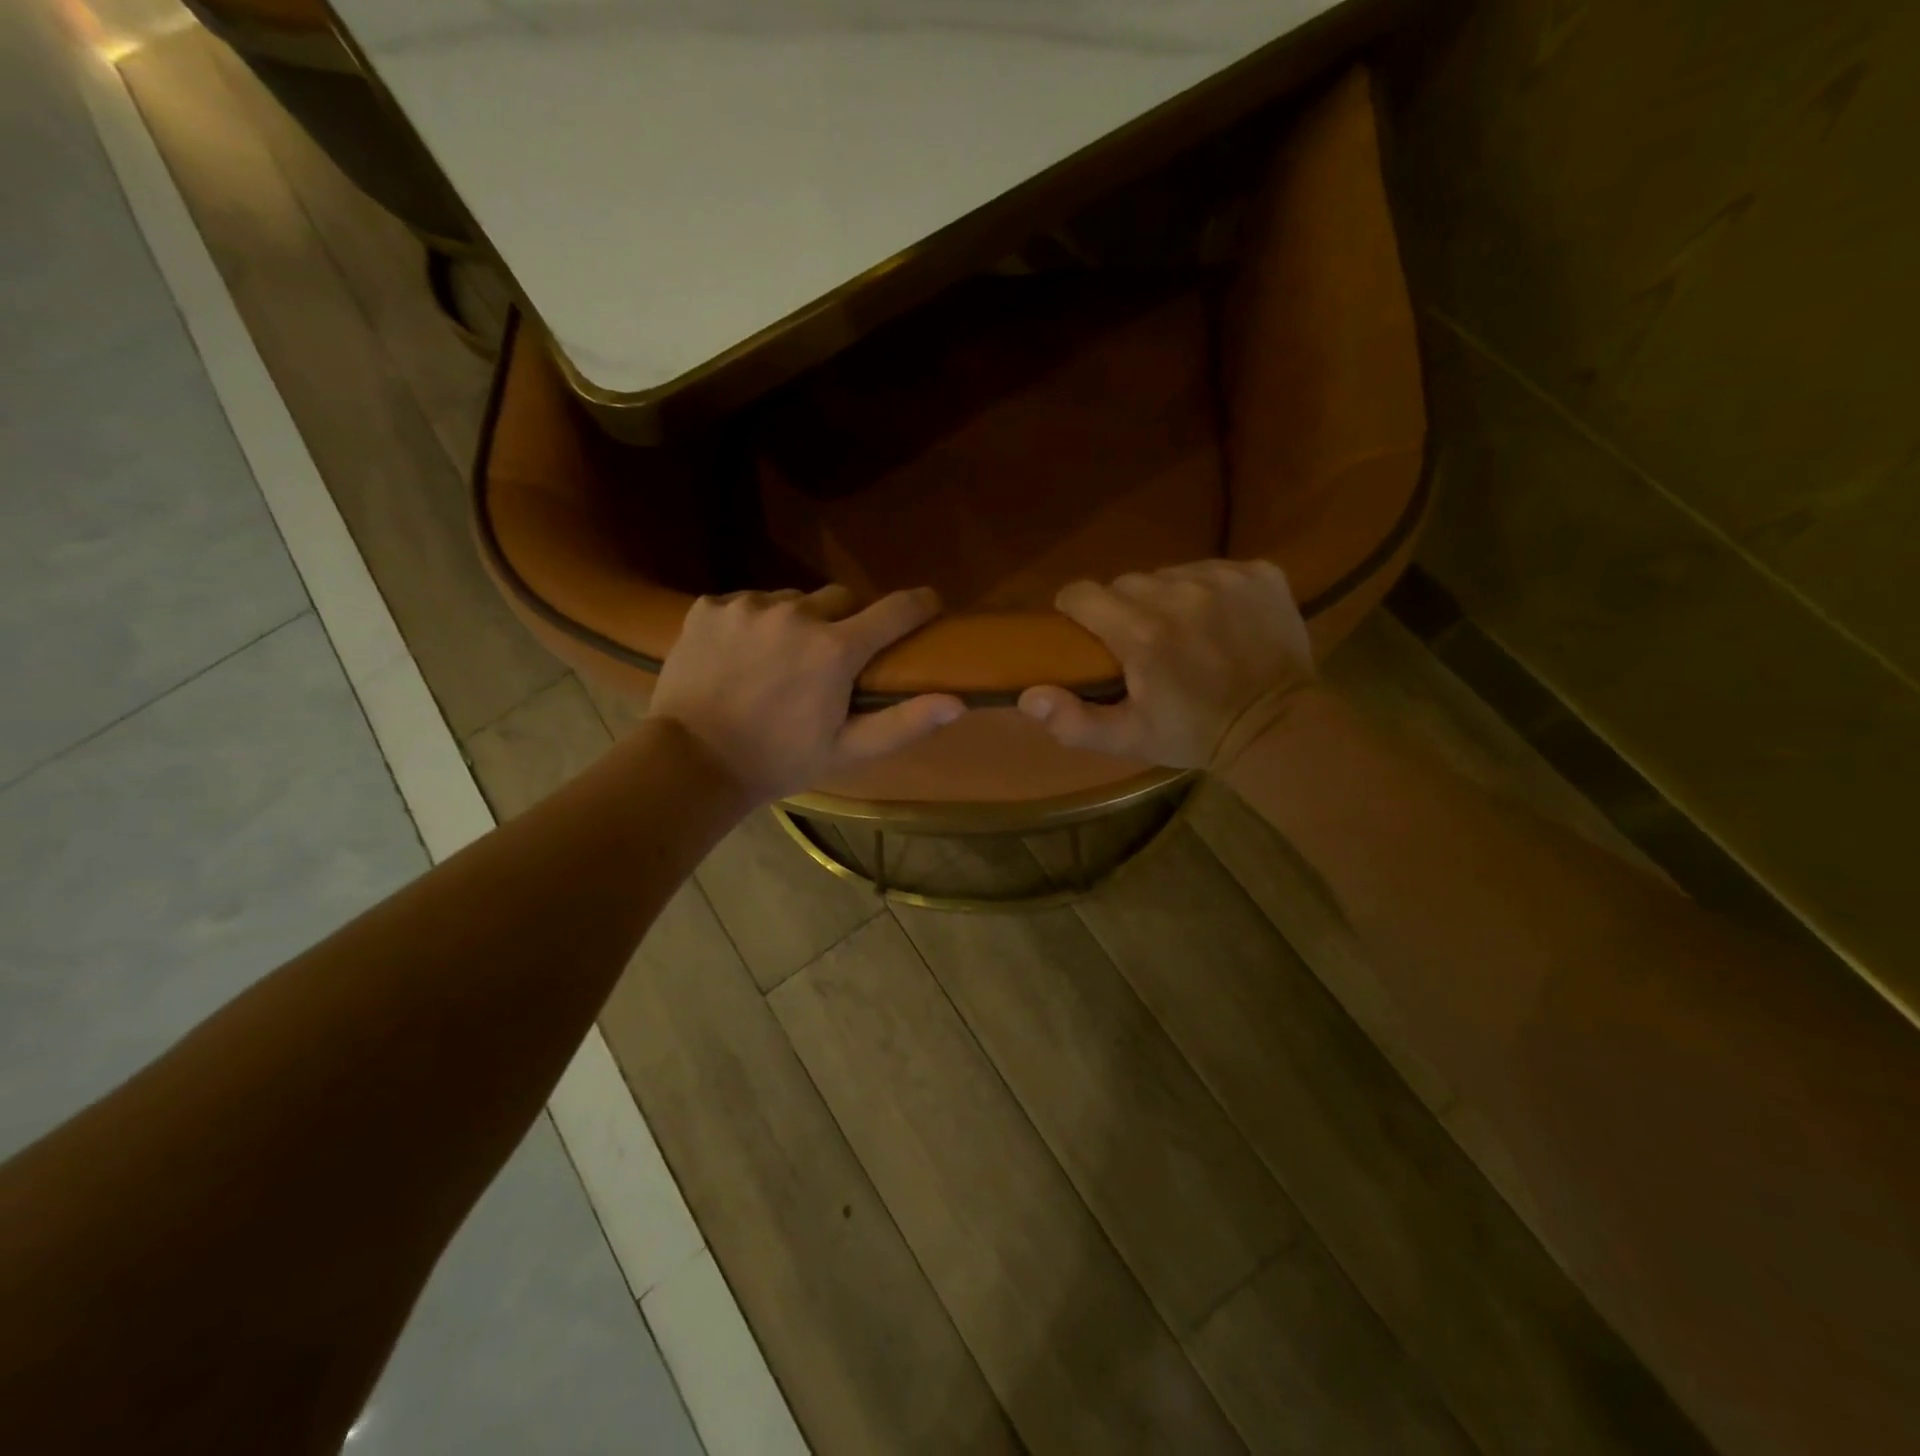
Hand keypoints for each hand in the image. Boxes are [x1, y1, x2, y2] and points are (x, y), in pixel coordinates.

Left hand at [649, 585, 964, 803]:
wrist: (691, 762)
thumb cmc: (779, 760)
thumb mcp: (846, 750)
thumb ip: (904, 722)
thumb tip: (958, 702)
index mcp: (835, 649)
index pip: (896, 610)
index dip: (919, 605)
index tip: (928, 607)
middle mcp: (796, 613)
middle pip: (841, 598)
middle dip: (846, 622)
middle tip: (832, 657)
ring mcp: (748, 606)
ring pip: (791, 599)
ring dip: (796, 621)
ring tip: (779, 659)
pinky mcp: (710, 607)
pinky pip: (747, 603)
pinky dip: (753, 623)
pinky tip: (740, 656)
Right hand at [1017, 560, 1316, 769]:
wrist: (1279, 727)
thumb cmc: (1194, 734)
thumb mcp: (1129, 739)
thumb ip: (1073, 720)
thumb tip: (1027, 695)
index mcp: (1142, 632)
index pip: (1082, 593)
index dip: (1076, 610)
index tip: (1086, 632)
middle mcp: (1179, 593)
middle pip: (1126, 582)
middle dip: (1123, 608)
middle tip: (1140, 643)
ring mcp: (1224, 578)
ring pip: (1170, 573)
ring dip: (1166, 598)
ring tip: (1183, 632)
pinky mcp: (1259, 573)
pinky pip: (1214, 569)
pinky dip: (1210, 590)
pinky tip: (1221, 622)